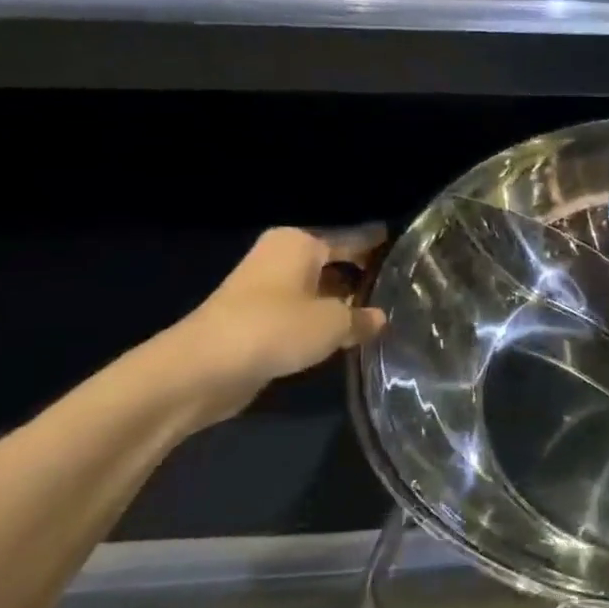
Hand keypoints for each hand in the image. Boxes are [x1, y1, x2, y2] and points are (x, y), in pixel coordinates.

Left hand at [165, 226, 388, 424]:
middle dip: (363, 276)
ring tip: (383, 313)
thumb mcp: (335, 324)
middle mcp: (281, 258)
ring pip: (319, 290)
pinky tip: (349, 335)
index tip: (406, 249)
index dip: (379, 245)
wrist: (202, 370)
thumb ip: (363, 318)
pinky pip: (302, 314)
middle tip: (404, 286)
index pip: (353, 238)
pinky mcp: (257, 321)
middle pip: (334, 262)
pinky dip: (322, 322)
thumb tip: (379, 318)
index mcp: (300, 243)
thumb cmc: (276, 328)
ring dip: (343, 303)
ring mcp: (266, 290)